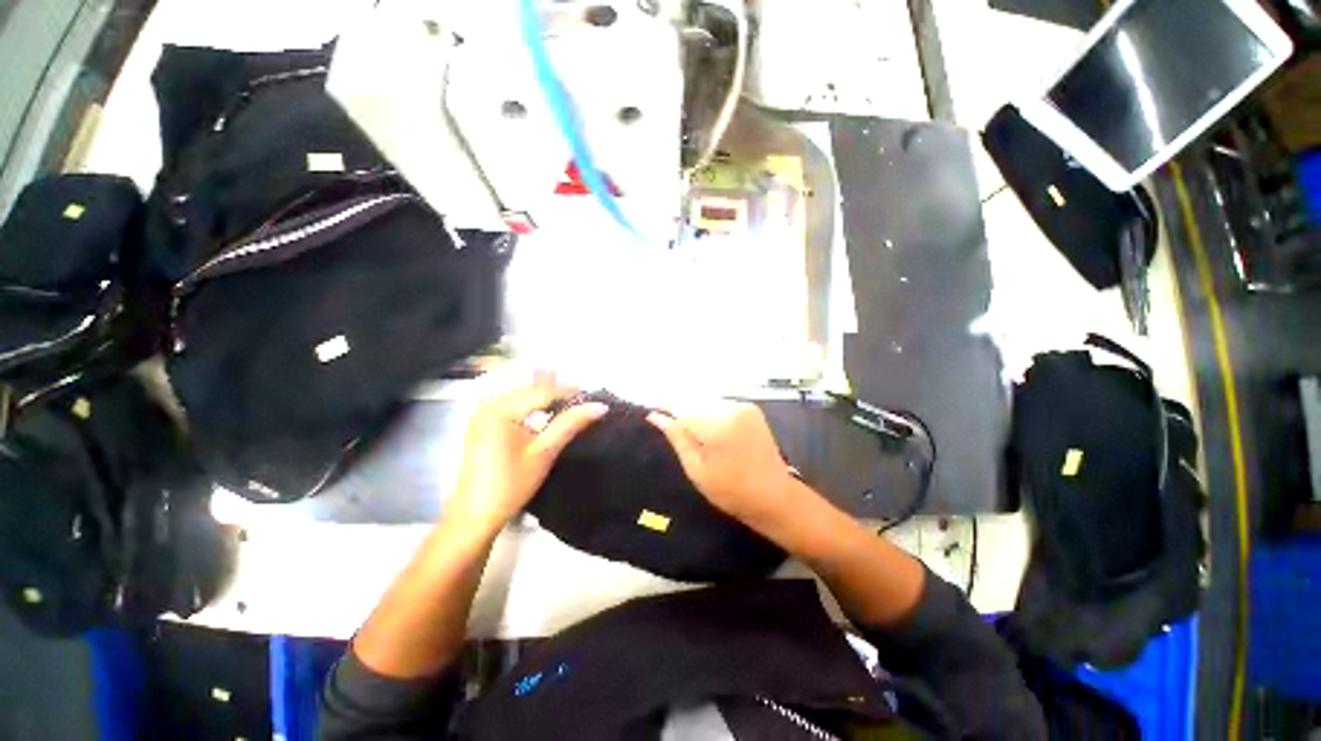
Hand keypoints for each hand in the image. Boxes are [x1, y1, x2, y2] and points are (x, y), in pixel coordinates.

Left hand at [448, 377, 607, 530]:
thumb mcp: (544, 452)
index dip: (569, 390)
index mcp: (501, 409)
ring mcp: (483, 413)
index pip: (542, 391)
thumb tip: (599, 407)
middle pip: (530, 389)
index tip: (593, 396)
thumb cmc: (511, 484)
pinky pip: (512, 404)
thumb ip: (570, 424)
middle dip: (557, 391)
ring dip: (545, 396)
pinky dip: (531, 404)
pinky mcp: (483, 423)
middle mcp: (489, 404)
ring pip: (522, 394)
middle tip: (583, 398)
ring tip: (569, 402)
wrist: (474, 516)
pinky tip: (546, 410)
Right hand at [647, 402, 801, 529]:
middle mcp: (730, 407)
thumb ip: (677, 437)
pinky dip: (710, 411)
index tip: (652, 408)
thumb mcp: (696, 469)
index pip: (682, 404)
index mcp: (716, 424)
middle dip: (680, 407)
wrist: (775, 495)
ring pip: (706, 399)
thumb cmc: (731, 491)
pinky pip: (720, 403)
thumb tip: (655, 416)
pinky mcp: (751, 408)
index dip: (664, 403)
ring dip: (695, 409)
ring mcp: (743, 406)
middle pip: (694, 398)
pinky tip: (710, 429)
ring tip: (691, 430)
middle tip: (668, 421)